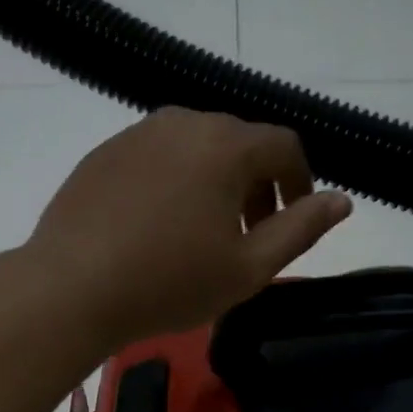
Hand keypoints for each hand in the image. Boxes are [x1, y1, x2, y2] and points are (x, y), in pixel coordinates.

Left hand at [27, 108, 352, 349]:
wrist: (71, 288)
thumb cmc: (169, 282)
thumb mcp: (248, 267)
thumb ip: (301, 229)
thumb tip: (342, 199)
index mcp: (225, 144)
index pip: (284, 146)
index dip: (300, 181)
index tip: (294, 219)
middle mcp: (183, 123)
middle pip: (239, 143)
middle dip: (256, 185)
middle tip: (250, 234)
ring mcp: (137, 134)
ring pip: (196, 148)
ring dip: (216, 183)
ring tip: (205, 233)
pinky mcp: (103, 153)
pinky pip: (157, 157)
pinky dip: (175, 182)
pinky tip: (159, 226)